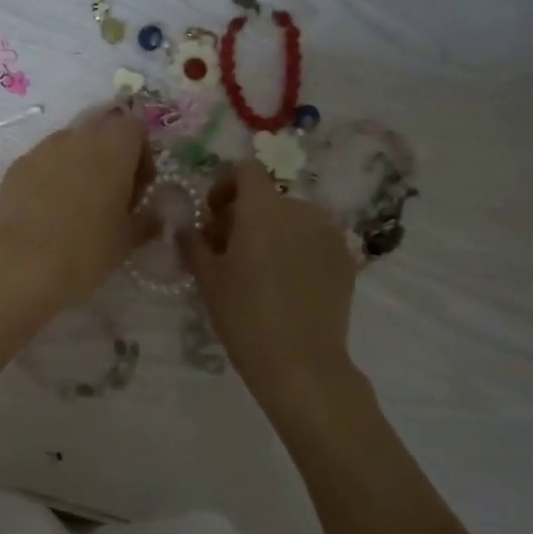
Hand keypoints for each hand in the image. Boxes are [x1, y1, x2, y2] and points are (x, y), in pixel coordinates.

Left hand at [0, 105, 155, 310]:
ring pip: (70, 143)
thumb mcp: (129, 238)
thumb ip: (148, 218)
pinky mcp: (18, 165)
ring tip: (77, 201)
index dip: (141, 154)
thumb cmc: (89, 249)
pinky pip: (43, 160)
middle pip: (102, 130)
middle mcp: (79, 136)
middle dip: (111, 154)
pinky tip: (48, 208)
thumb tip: (156, 214)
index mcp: (114, 146)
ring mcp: (43, 148)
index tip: (139, 186)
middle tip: (112, 192)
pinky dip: (51, 175)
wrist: (27, 264)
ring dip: (80, 163)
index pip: (136, 127)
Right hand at [180, 161, 358, 395]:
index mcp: (263, 208)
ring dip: (271, 232)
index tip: (212, 215)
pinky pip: (313, 240)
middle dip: (244, 215)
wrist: (301, 363)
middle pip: (267, 197)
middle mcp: (300, 210)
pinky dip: (296, 249)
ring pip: (292, 218)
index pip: (245, 170)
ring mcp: (328, 233)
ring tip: (257, 269)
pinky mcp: (345, 258)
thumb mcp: (207, 278)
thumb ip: (193, 243)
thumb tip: (186, 227)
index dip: (224, 185)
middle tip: (227, 250)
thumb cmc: (244, 315)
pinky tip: (285, 284)